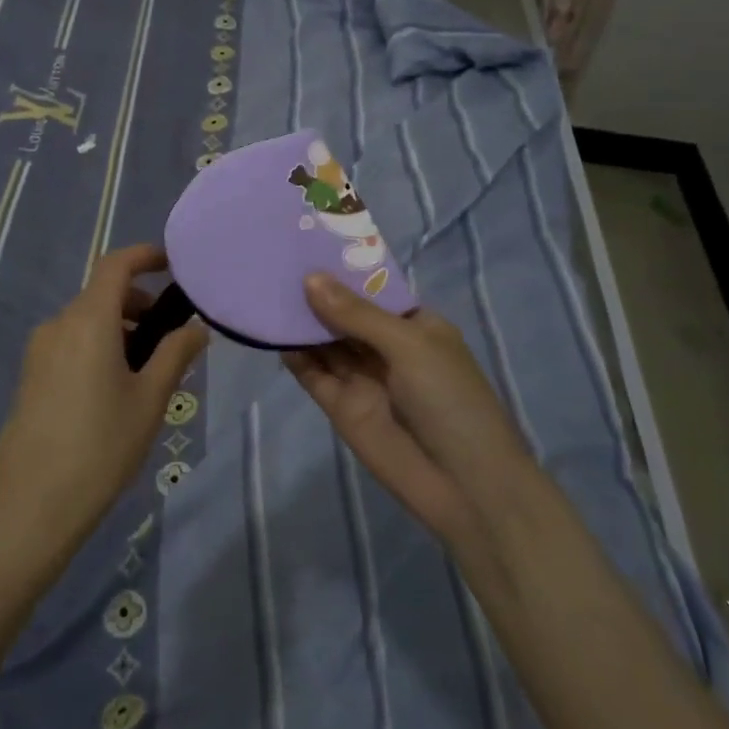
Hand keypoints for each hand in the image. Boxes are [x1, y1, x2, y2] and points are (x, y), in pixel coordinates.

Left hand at [0, 245, 208, 573]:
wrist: (31, 505)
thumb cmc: (102, 445)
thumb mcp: (150, 399)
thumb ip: (176, 354)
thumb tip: (196, 327)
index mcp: (89, 320)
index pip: (116, 265)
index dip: (145, 256)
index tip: (172, 265)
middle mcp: (59, 324)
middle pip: (102, 293)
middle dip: (138, 303)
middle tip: (169, 338)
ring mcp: (39, 350)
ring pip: (86, 321)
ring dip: (119, 329)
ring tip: (146, 373)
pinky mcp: (30, 376)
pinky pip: (70, 343)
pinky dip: (98, 347)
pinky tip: (114, 391)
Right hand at [283, 273, 530, 548]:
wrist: (464, 486)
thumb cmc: (450, 400)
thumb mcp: (409, 345)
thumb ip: (356, 314)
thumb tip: (309, 278)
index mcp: (414, 325)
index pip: (371, 289)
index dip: (342, 269)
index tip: (305, 242)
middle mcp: (386, 347)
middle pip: (343, 314)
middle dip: (315, 292)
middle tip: (273, 260)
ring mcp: (362, 377)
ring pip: (324, 341)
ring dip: (299, 320)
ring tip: (263, 289)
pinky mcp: (341, 406)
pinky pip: (313, 374)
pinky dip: (293, 356)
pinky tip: (270, 332)